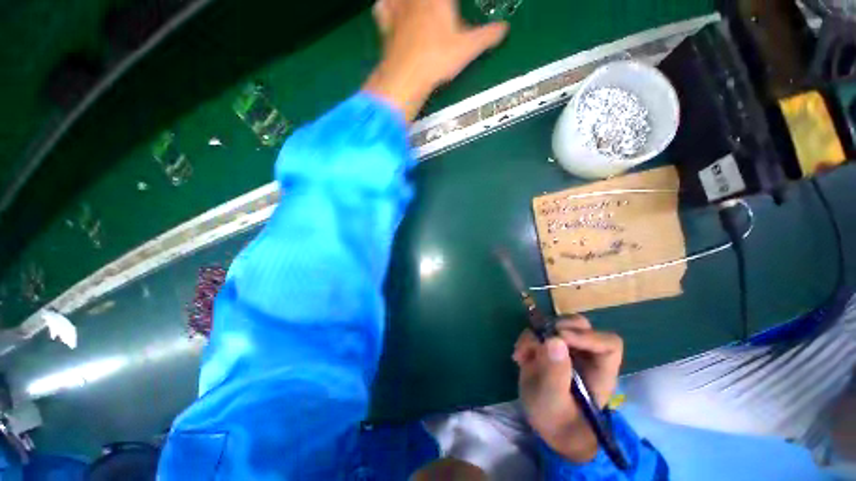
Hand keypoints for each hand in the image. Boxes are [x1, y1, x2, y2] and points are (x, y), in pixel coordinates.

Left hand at [363, 0, 507, 121]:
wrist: (407, 77)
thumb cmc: (438, 60)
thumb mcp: (468, 50)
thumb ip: (486, 37)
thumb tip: (505, 29)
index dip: (450, 2)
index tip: (451, 5)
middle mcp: (417, 0)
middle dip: (434, 4)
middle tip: (438, 9)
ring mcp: (399, 11)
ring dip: (406, 1)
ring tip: (411, 7)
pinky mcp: (387, 28)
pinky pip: (382, 9)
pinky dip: (385, 7)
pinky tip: (387, 7)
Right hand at [513, 315, 623, 462]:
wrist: (545, 426)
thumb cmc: (557, 421)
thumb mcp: (553, 401)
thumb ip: (555, 372)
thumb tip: (554, 339)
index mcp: (600, 371)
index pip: (608, 344)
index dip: (587, 337)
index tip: (560, 337)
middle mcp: (585, 355)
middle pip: (581, 326)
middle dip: (558, 327)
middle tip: (541, 337)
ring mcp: (566, 350)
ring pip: (557, 324)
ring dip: (536, 333)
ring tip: (523, 352)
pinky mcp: (548, 348)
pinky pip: (538, 332)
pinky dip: (526, 339)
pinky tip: (519, 357)